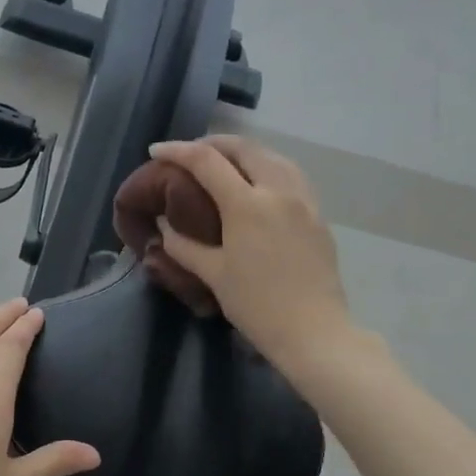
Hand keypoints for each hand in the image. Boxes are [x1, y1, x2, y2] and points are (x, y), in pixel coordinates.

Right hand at [148, 136, 350, 370]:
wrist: (314, 332)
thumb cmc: (257, 305)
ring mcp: (304, 201)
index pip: (206, 161)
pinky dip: (268, 167)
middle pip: (244, 148)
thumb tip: (165, 227)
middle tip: (191, 155)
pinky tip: (258, 183)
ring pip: (272, 156)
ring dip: (243, 152)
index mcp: (247, 204)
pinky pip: (291, 174)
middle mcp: (278, 191)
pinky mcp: (318, 215)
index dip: (178, 151)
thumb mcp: (213, 274)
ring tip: (224, 164)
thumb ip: (184, 246)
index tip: (156, 150)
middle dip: (213, 143)